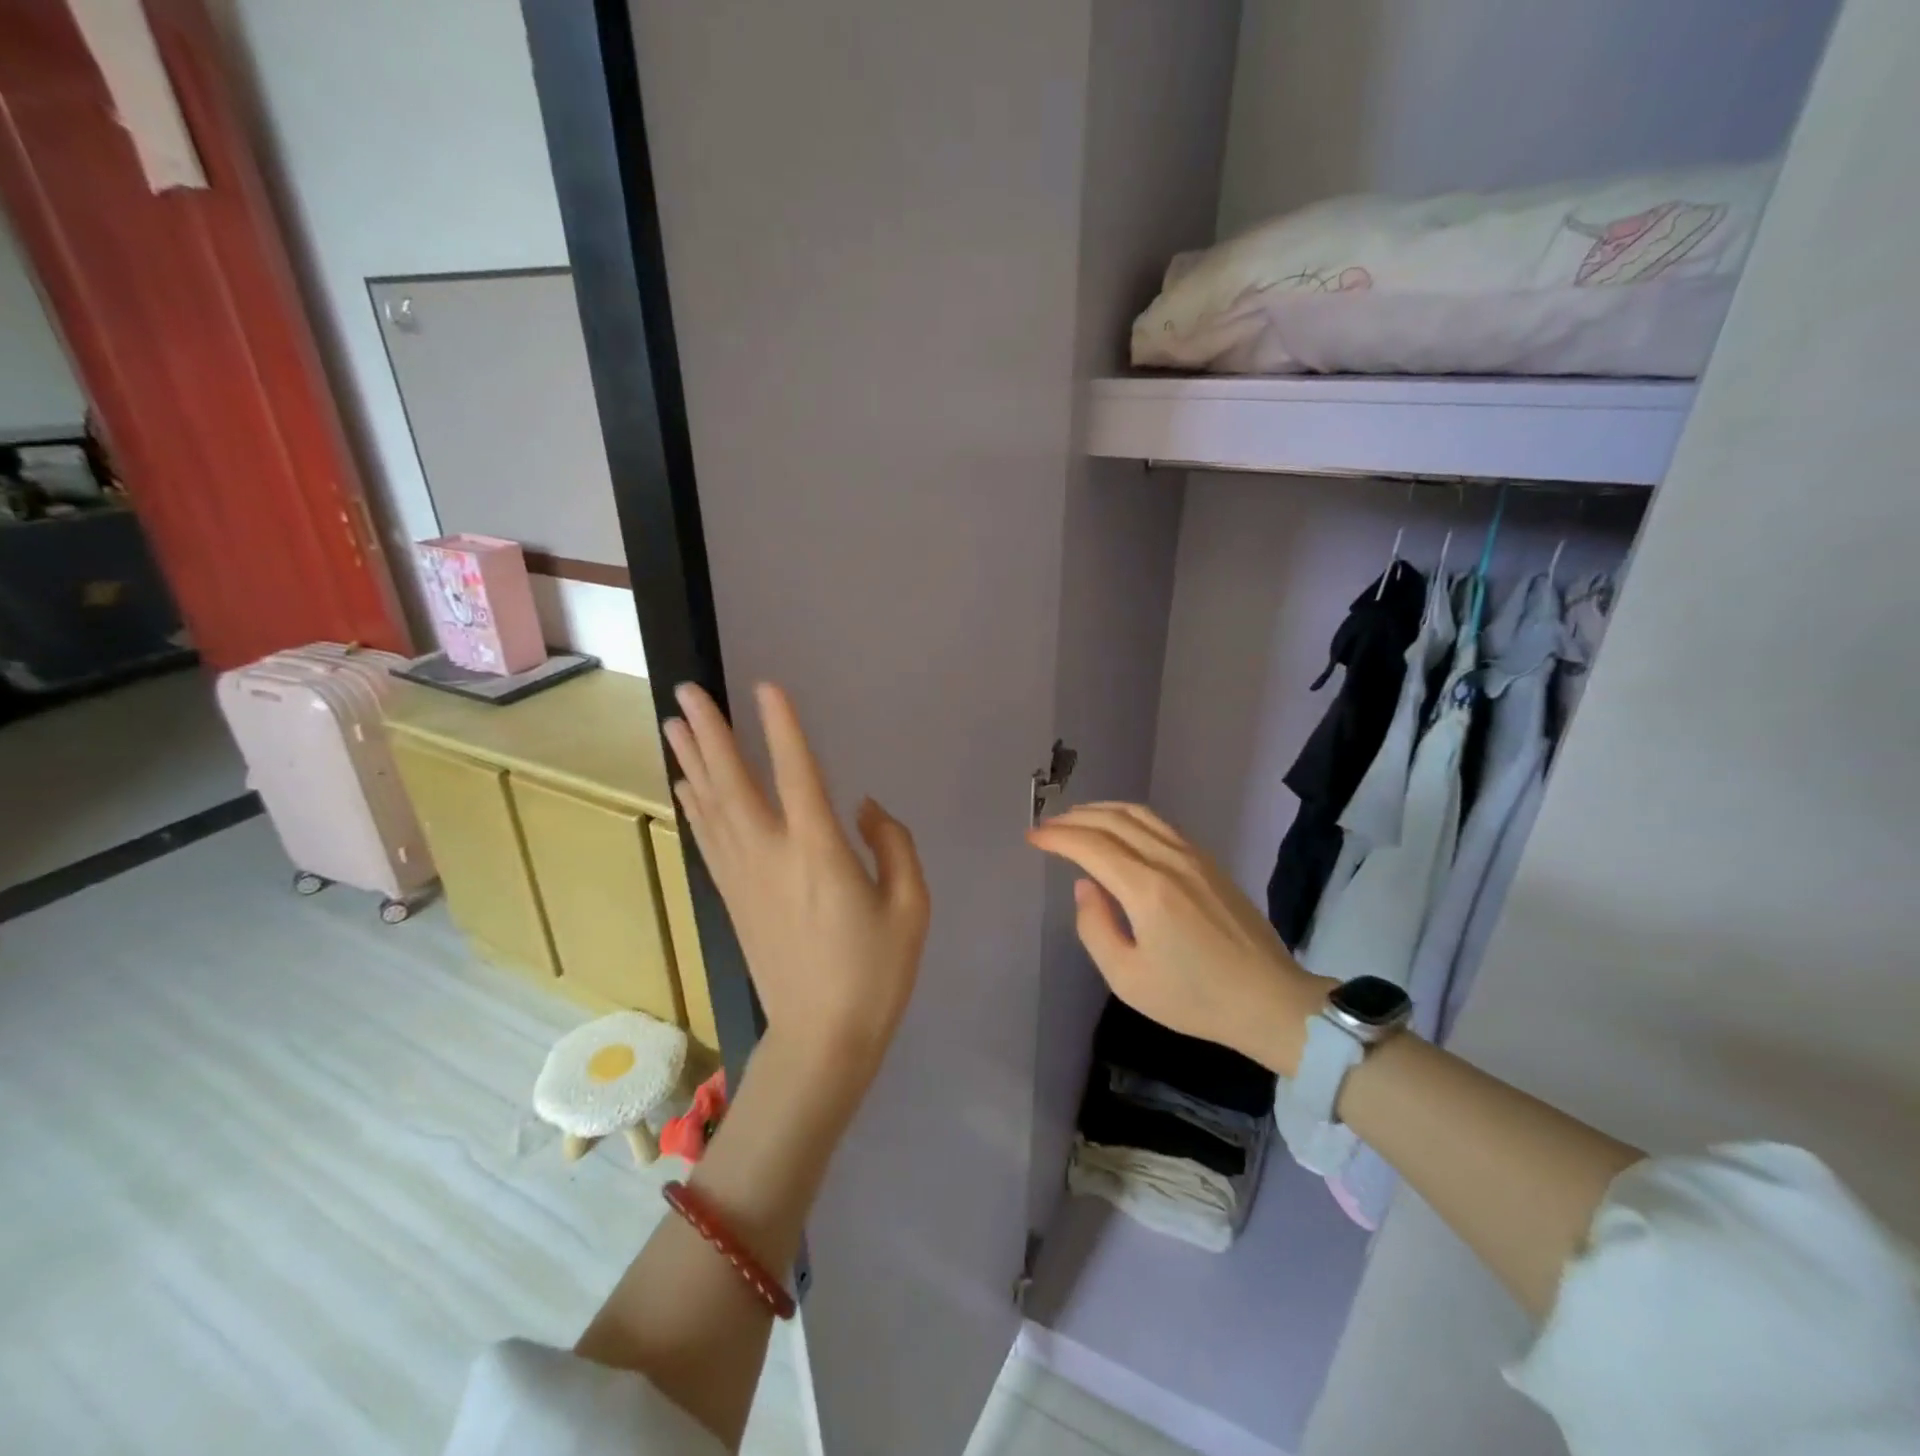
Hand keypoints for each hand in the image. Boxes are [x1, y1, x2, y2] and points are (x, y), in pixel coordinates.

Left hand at [663, 683, 929, 1091]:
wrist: (821, 1037)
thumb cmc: (875, 972)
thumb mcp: (911, 906)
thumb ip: (893, 845)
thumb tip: (864, 809)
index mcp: (819, 851)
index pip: (797, 773)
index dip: (782, 727)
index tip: (765, 687)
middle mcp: (772, 854)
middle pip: (733, 781)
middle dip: (710, 732)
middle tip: (687, 691)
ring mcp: (744, 876)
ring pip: (711, 806)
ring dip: (692, 761)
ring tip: (673, 723)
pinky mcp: (733, 897)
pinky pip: (708, 838)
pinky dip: (694, 805)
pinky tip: (685, 786)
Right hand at [1027, 803, 1329, 1074]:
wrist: (1269, 1000)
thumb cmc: (1194, 998)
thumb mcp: (1128, 978)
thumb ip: (1095, 927)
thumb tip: (1085, 886)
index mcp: (1147, 889)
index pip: (1091, 845)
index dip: (1057, 837)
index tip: (1033, 837)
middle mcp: (1170, 860)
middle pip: (1113, 820)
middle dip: (1074, 818)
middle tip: (1047, 826)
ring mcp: (1194, 856)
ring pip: (1139, 814)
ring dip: (1101, 810)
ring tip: (1076, 819)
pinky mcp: (1209, 861)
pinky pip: (1160, 824)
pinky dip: (1129, 816)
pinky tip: (1119, 829)